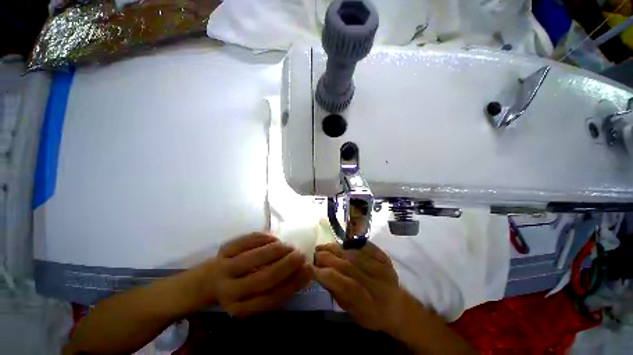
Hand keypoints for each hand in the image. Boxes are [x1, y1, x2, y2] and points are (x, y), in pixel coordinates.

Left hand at [210, 232, 310, 317]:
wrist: (208, 280)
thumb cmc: (239, 288)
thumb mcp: (255, 296)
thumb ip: (278, 287)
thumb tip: (304, 271)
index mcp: (241, 308)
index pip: (271, 298)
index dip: (293, 283)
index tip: (308, 270)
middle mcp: (230, 291)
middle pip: (263, 279)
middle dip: (287, 265)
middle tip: (301, 255)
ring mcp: (224, 268)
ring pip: (254, 258)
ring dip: (277, 251)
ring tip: (290, 246)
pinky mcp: (223, 250)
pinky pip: (247, 241)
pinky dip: (264, 238)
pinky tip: (274, 239)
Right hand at [313, 242, 408, 333]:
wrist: (397, 306)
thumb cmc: (371, 314)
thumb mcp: (351, 311)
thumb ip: (336, 291)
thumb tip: (319, 272)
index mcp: (369, 305)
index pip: (344, 284)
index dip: (324, 274)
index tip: (309, 267)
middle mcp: (377, 284)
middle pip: (347, 265)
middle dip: (326, 257)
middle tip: (314, 254)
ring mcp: (382, 267)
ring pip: (353, 253)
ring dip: (334, 248)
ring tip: (322, 247)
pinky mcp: (384, 257)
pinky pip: (363, 246)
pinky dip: (348, 243)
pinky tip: (338, 244)